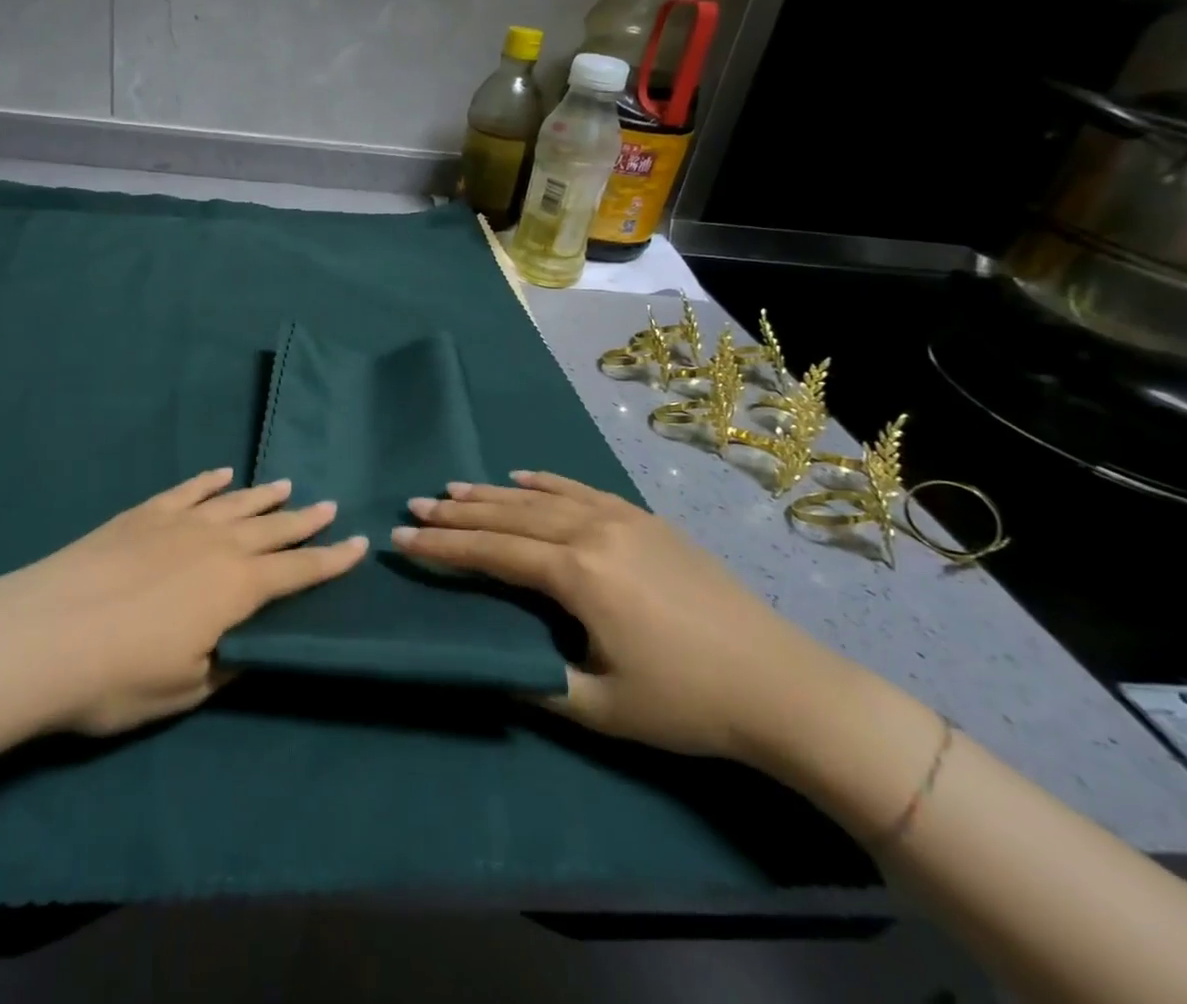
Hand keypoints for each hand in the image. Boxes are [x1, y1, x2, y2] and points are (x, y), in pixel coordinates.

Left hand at [0, 469, 365, 735]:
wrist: (41, 635)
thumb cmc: (117, 676)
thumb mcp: (185, 689)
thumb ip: (225, 665)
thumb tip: (247, 648)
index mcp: (236, 589)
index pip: (297, 572)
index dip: (330, 560)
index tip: (358, 544)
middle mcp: (217, 545)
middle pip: (272, 529)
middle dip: (304, 521)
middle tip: (329, 507)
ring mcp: (178, 523)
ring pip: (234, 503)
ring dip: (263, 496)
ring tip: (287, 486)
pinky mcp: (142, 514)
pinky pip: (187, 490)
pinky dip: (208, 482)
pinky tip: (221, 475)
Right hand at [397, 471, 830, 762]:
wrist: (783, 686)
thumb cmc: (687, 703)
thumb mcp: (602, 708)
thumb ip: (537, 680)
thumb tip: (489, 663)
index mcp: (577, 574)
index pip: (492, 553)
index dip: (444, 547)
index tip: (403, 538)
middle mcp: (591, 532)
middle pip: (509, 516)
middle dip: (458, 512)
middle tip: (416, 505)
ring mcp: (621, 519)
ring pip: (541, 497)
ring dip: (493, 493)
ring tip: (454, 488)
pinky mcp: (645, 520)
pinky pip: (582, 489)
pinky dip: (546, 482)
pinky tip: (523, 477)